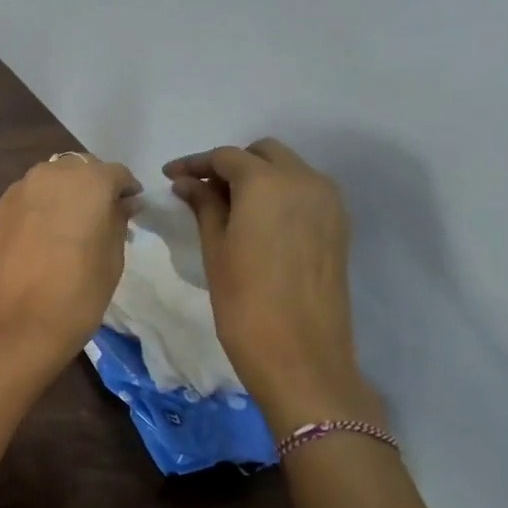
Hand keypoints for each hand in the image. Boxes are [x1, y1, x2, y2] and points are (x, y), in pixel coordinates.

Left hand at [0, 153, 139, 380]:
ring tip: (64, 229)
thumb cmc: (78, 294)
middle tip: (97, 218)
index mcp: (86, 181)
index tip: (130, 211)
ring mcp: (14, 193)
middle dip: (89, 187)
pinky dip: (33, 213)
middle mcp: (47, 176)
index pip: (115, 173)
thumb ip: (118, 220)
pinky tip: (36, 242)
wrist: (16, 327)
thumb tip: (121, 204)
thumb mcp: (113, 258)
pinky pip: (21, 203)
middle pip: (76, 170)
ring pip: (45, 183)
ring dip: (58, 196)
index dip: (125, 191)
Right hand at [163, 139, 377, 431]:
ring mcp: (328, 203)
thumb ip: (203, 206)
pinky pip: (304, 192)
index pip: (226, 157)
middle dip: (229, 164)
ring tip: (224, 207)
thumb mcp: (215, 248)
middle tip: (198, 191)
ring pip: (287, 169)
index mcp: (268, 183)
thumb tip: (186, 183)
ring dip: (256, 178)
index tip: (169, 177)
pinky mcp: (338, 225)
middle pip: (263, 153)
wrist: (300, 354)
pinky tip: (254, 221)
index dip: (194, 163)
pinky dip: (277, 194)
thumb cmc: (244, 301)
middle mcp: (305, 181)